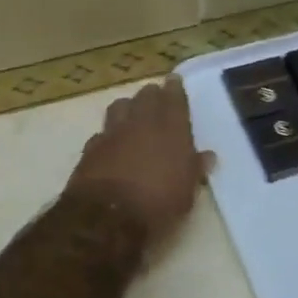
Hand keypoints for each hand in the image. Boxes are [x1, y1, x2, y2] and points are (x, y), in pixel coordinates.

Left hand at [65, 77, 214, 256]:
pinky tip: (111, 143)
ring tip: (132, 114)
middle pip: (146, 97)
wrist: (108, 217)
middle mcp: (141, 123)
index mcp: (171, 129)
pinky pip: (102, 132)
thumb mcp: (187, 192)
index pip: (174, 98)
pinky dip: (109, 134)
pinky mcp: (91, 148)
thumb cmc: (158, 204)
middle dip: (152, 95)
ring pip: (120, 106)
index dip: (174, 88)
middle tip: (156, 97)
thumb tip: (206, 156)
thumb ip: (195, 169)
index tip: (174, 80)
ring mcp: (113, 133)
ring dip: (128, 107)